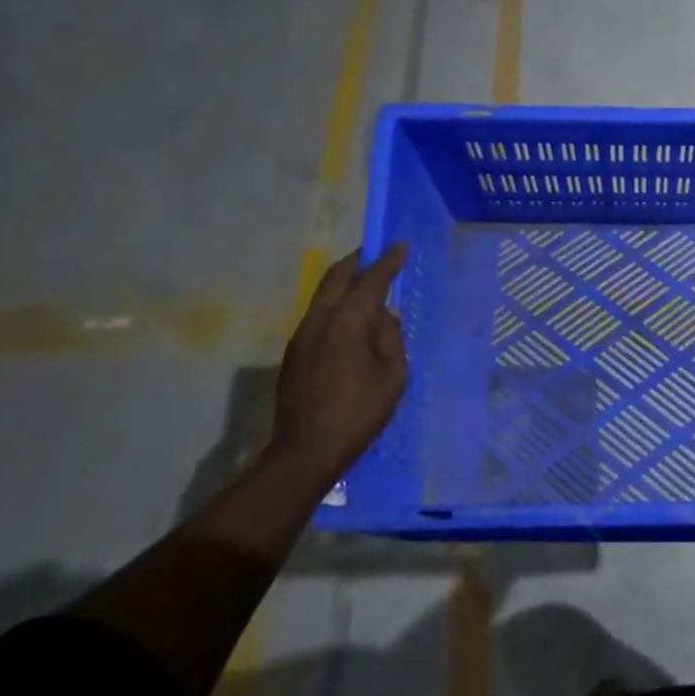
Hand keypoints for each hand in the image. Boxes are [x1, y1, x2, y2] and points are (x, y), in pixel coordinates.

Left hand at [269, 243, 409, 477]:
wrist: (308, 448)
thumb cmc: (360, 412)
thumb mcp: (392, 376)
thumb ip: (390, 338)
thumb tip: (385, 316)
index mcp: (348, 322)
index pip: (370, 281)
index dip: (387, 262)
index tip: (400, 247)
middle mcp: (321, 320)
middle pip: (336, 278)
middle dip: (357, 262)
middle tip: (375, 254)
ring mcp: (302, 335)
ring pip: (322, 295)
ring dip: (343, 282)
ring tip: (363, 283)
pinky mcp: (294, 351)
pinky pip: (317, 314)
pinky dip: (334, 303)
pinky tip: (348, 317)